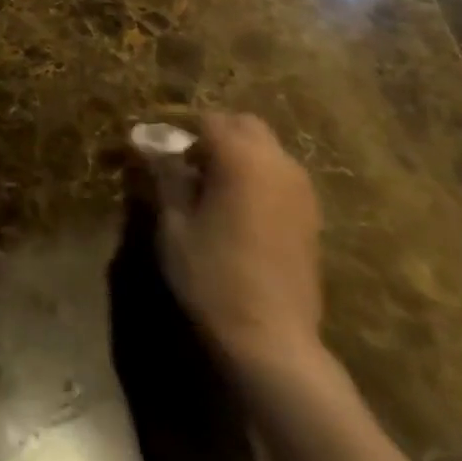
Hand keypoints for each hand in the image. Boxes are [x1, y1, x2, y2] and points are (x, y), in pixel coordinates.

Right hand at [153, 112, 323, 370]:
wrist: (272, 340)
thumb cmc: (212, 276)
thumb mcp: (174, 223)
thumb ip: (166, 175)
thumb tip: (151, 144)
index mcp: (241, 157)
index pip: (207, 120)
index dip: (179, 128)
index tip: (157, 147)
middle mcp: (277, 163)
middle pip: (244, 126)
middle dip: (214, 134)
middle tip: (185, 162)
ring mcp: (300, 190)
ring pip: (265, 149)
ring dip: (238, 154)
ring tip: (208, 186)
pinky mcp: (311, 216)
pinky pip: (279, 176)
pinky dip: (257, 176)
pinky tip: (236, 208)